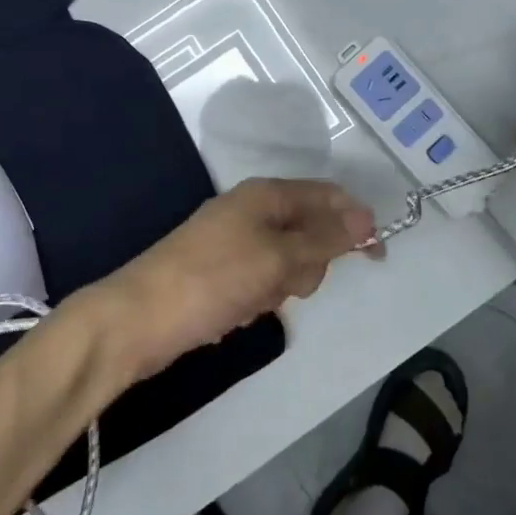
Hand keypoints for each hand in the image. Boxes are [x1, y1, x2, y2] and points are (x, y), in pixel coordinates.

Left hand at [88, 179, 376, 385]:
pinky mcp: (223, 274)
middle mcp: (252, 211)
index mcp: (266, 194)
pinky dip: (258, 300)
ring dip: (281, 287)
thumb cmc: (213, 279)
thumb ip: (325, 237)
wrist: (138, 320)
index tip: (377, 256)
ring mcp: (235, 243)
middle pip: (310, 232)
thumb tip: (367, 217)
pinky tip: (236, 312)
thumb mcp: (278, 256)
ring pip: (288, 263)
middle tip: (284, 281)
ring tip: (252, 299)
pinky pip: (262, 283)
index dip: (356, 222)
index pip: (327, 196)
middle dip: (308, 264)